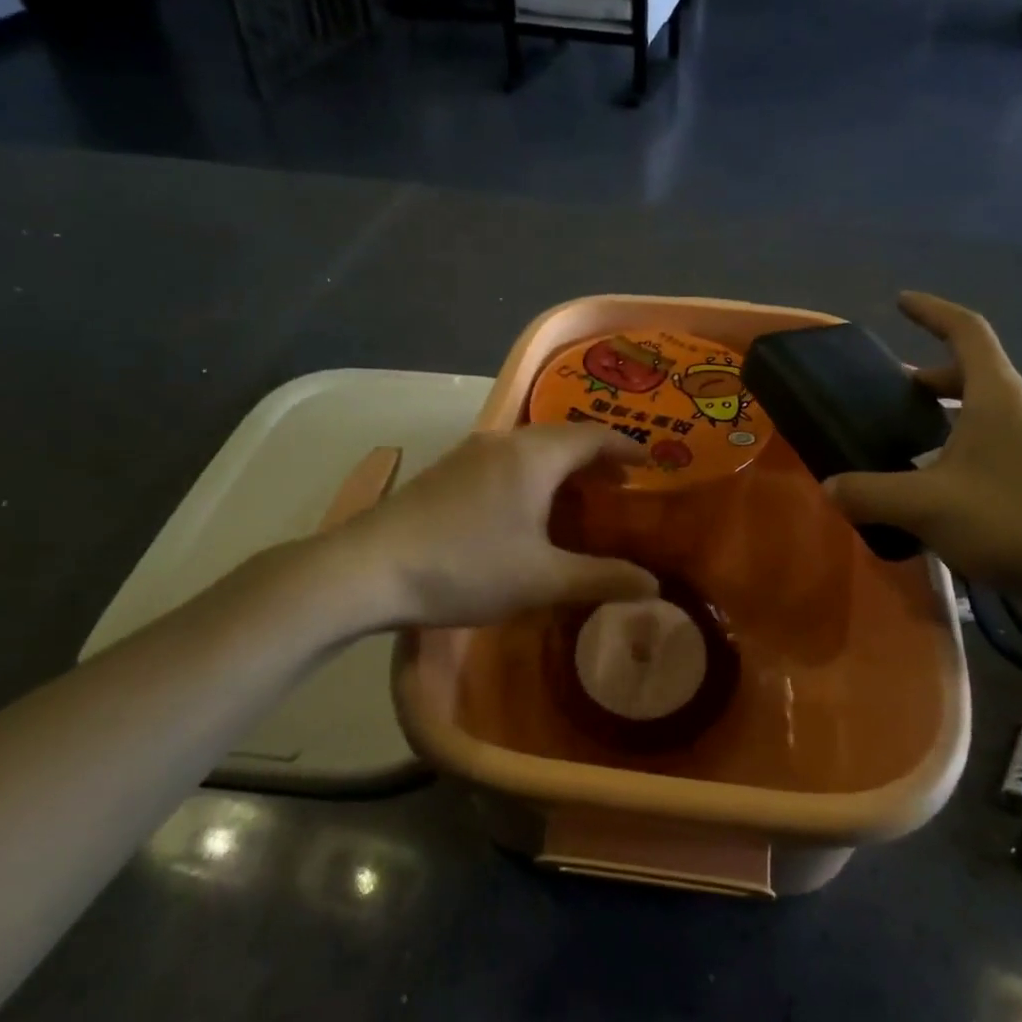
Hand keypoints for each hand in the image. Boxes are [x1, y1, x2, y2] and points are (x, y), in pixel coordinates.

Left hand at [332, 424, 659, 628]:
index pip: (593, 436)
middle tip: (620, 484)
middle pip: (562, 437)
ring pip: (530, 447)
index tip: (650, 463)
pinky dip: (532, 473)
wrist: (368, 568)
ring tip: (579, 496)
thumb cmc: (465, 567)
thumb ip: (601, 579)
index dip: (626, 447)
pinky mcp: (446, 471)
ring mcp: (470, 453)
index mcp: (533, 456)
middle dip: (595, 457)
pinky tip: (527, 506)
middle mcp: (504, 442)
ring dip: (561, 465)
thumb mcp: (541, 579)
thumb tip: (654, 585)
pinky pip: (505, 460)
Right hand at [826, 293, 1021, 623]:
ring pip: (991, 412)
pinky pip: (1005, 443)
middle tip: (893, 394)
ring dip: (951, 415)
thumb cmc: (1015, 522)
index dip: (931, 311)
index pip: (966, 331)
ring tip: (914, 443)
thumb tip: (831, 487)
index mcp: (999, 396)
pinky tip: (951, 488)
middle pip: (976, 373)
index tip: (901, 302)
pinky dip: (971, 446)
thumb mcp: (927, 508)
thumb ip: (871, 494)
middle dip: (931, 378)